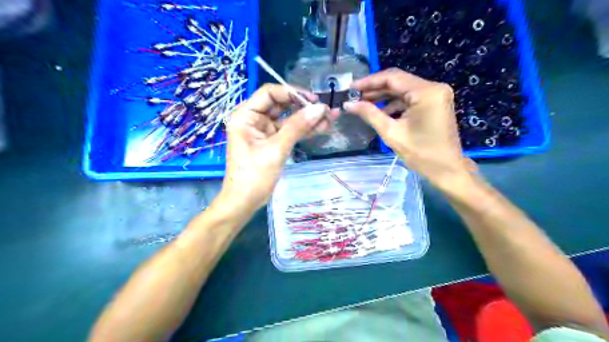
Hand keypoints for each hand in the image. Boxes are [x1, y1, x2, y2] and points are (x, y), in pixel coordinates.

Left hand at [221, 84, 340, 211]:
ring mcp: (264, 131)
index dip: (292, 92)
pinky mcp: (272, 142)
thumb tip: (320, 108)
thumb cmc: (254, 176)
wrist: (244, 202)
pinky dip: (304, 130)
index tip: (313, 100)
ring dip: (308, 119)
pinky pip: (289, 131)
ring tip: (331, 118)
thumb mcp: (276, 149)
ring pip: (288, 118)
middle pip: (281, 104)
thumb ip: (297, 127)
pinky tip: (322, 128)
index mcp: (246, 115)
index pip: (270, 93)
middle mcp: (254, 119)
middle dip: (304, 106)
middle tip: (326, 110)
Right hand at [344, 67, 472, 185]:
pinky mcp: (434, 103)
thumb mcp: (391, 133)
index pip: (393, 78)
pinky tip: (380, 112)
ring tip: (363, 104)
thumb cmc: (421, 154)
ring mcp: (436, 95)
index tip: (351, 88)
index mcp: (426, 92)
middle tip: (354, 96)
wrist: (446, 169)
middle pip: (398, 82)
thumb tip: (348, 104)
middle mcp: (434, 87)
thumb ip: (370, 114)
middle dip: (375, 89)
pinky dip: (394, 104)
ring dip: (383, 96)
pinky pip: (410, 98)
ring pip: (403, 90)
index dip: (369, 82)